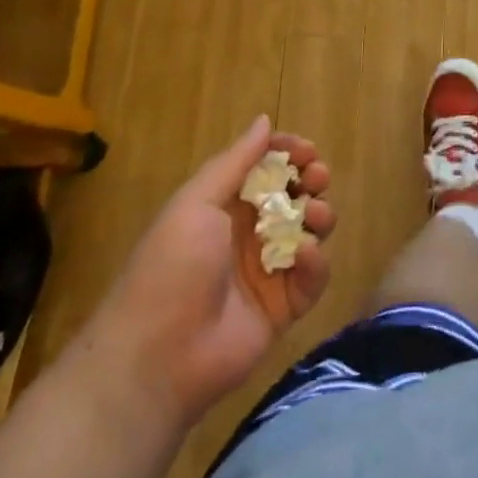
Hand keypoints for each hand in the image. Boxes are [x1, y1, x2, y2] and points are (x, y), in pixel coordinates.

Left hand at [82, 117, 335, 424]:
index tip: (306, 150)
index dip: (288, 154)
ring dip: (320, 215)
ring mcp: (269, 270)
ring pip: (310, 231)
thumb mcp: (197, 203)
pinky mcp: (285, 307)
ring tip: (313, 216)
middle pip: (294, 195)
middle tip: (316, 178)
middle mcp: (249, 233)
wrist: (158, 356)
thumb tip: (265, 120)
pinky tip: (303, 255)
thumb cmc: (172, 266)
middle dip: (311, 180)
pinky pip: (313, 276)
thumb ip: (236, 161)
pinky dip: (315, 262)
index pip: (266, 168)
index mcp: (225, 207)